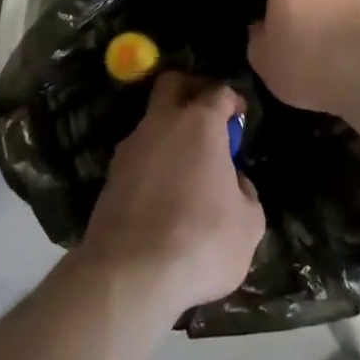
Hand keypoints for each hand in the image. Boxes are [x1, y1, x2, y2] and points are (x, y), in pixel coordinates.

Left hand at [79, 72, 263, 320]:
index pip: (218, 91)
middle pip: (172, 84)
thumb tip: (234, 182)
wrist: (130, 275)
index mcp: (200, 123)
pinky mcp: (110, 176)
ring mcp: (130, 148)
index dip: (232, 100)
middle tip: (209, 118)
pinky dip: (153, 163)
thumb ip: (245, 192)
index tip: (240, 117)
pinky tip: (164, 195)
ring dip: (170, 134)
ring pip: (152, 122)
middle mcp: (161, 123)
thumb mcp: (249, 224)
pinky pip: (138, 156)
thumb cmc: (201, 241)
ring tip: (188, 170)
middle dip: (191, 90)